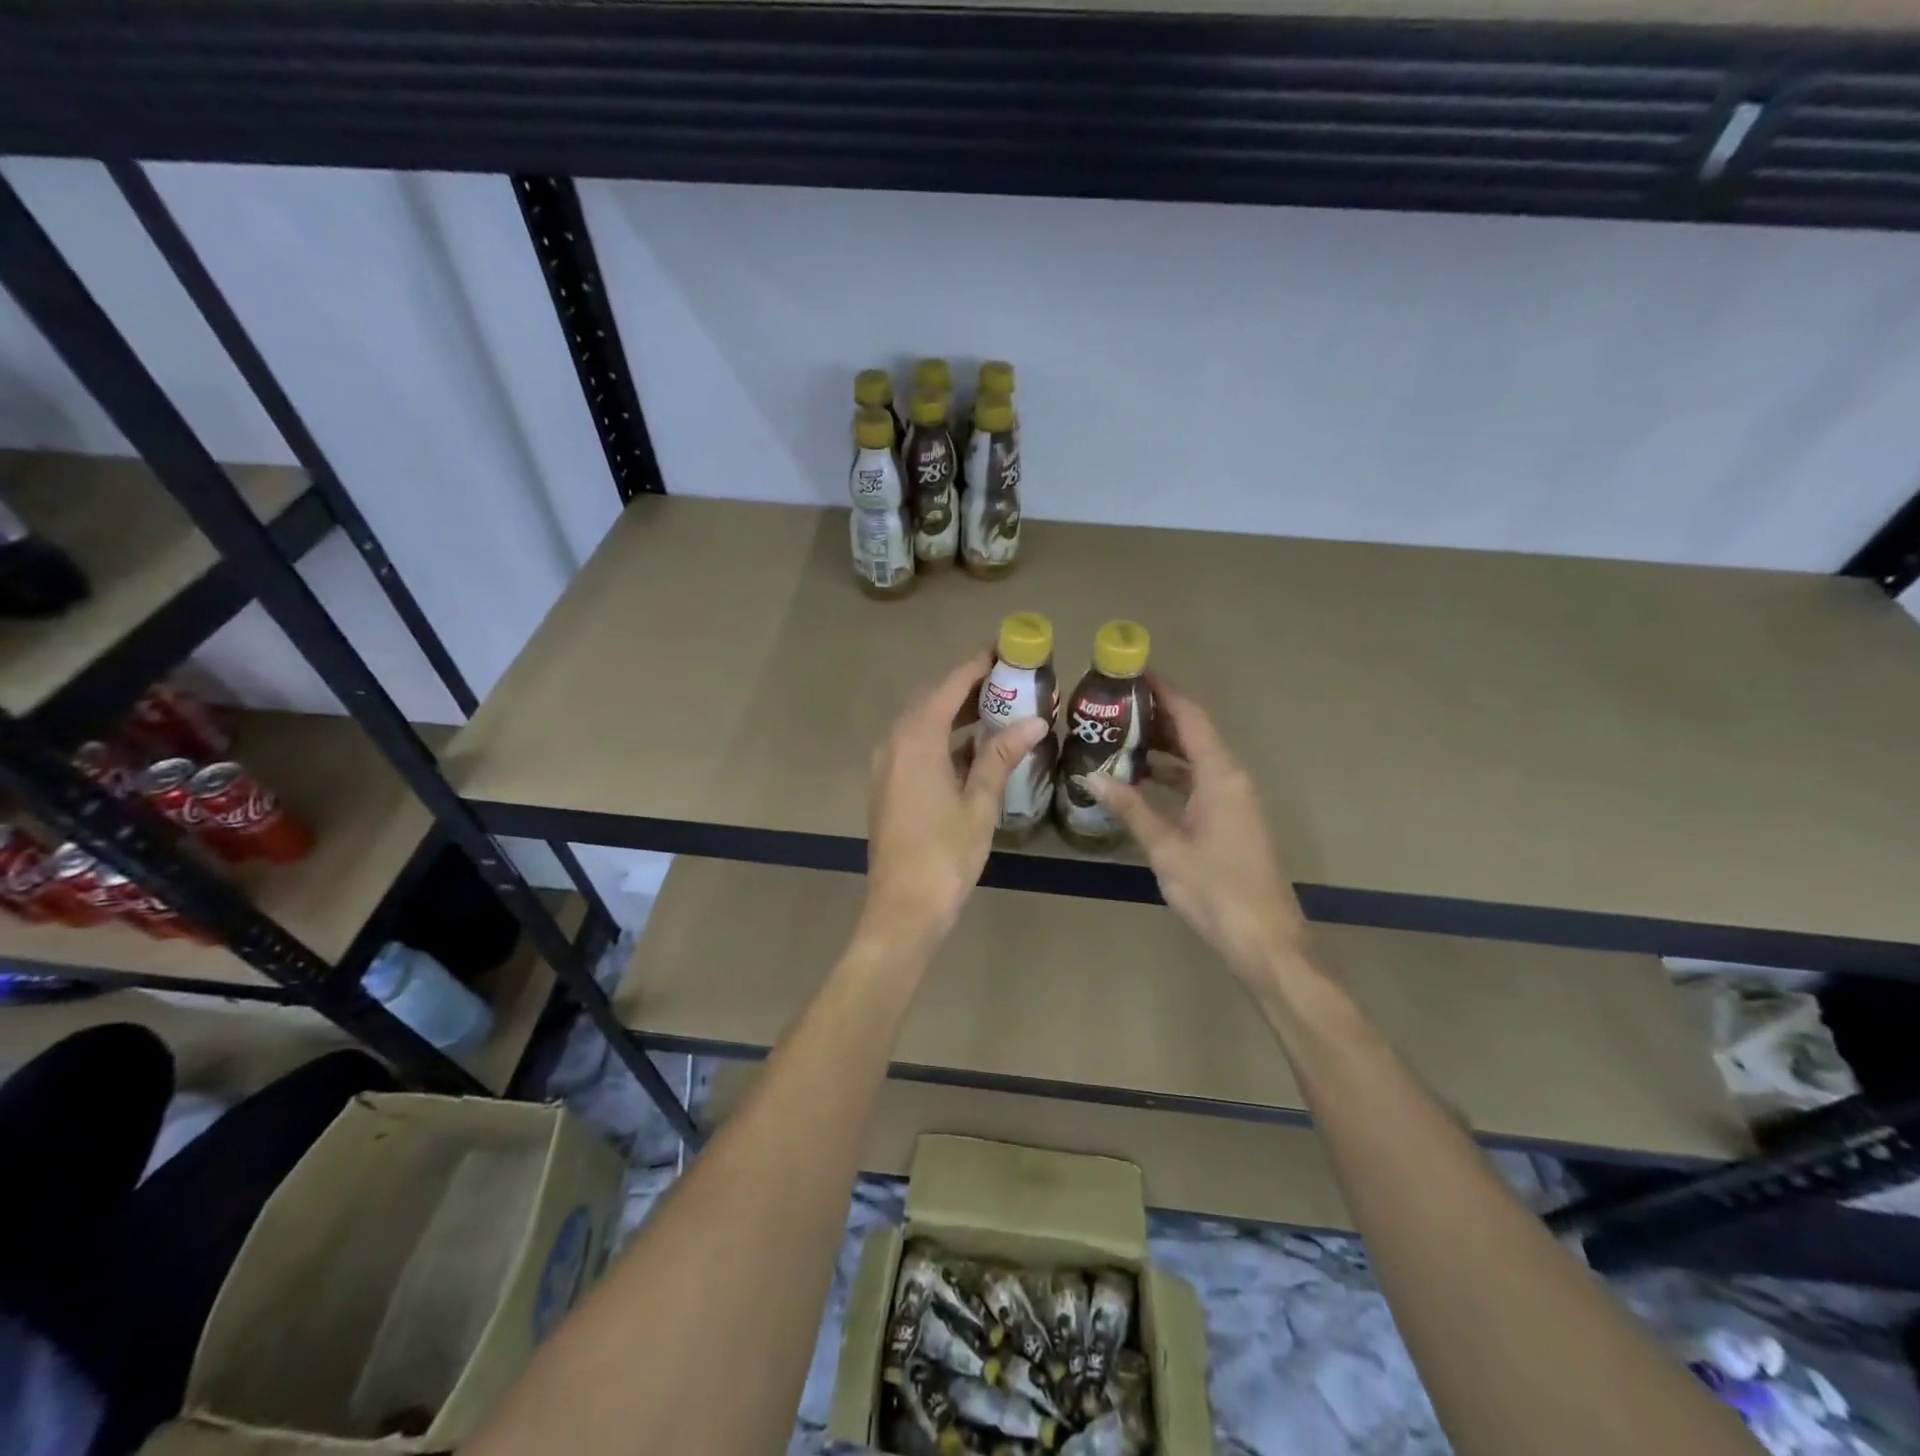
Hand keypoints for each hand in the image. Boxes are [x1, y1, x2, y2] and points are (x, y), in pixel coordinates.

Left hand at [861, 650, 1050, 952]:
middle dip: (968, 689)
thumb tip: (1035, 720)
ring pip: (922, 726)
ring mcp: (886, 767)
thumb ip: (1002, 757)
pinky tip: (973, 751)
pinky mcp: (887, 787)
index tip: (1004, 650)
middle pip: (932, 702)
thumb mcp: (979, 804)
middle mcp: (894, 744)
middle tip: (1009, 681)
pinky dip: (943, 741)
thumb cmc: (945, 854)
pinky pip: (915, 748)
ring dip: (955, 716)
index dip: (976, 666)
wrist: (902, 908)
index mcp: (916, 741)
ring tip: (998, 710)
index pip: (949, 688)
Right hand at [1088, 680, 1306, 983]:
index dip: (1164, 692)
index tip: (1133, 673)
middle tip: (1113, 707)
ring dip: (1162, 748)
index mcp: (1220, 776)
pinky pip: (1198, 783)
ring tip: (1118, 738)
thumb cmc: (1215, 889)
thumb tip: (1091, 776)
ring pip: (1195, 760)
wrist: (1264, 938)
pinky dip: (1171, 776)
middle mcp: (1230, 779)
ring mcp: (1233, 801)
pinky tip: (1140, 782)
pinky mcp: (1231, 820)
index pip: (1191, 717)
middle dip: (1157, 717)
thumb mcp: (1166, 848)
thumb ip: (1131, 808)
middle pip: (1194, 734)